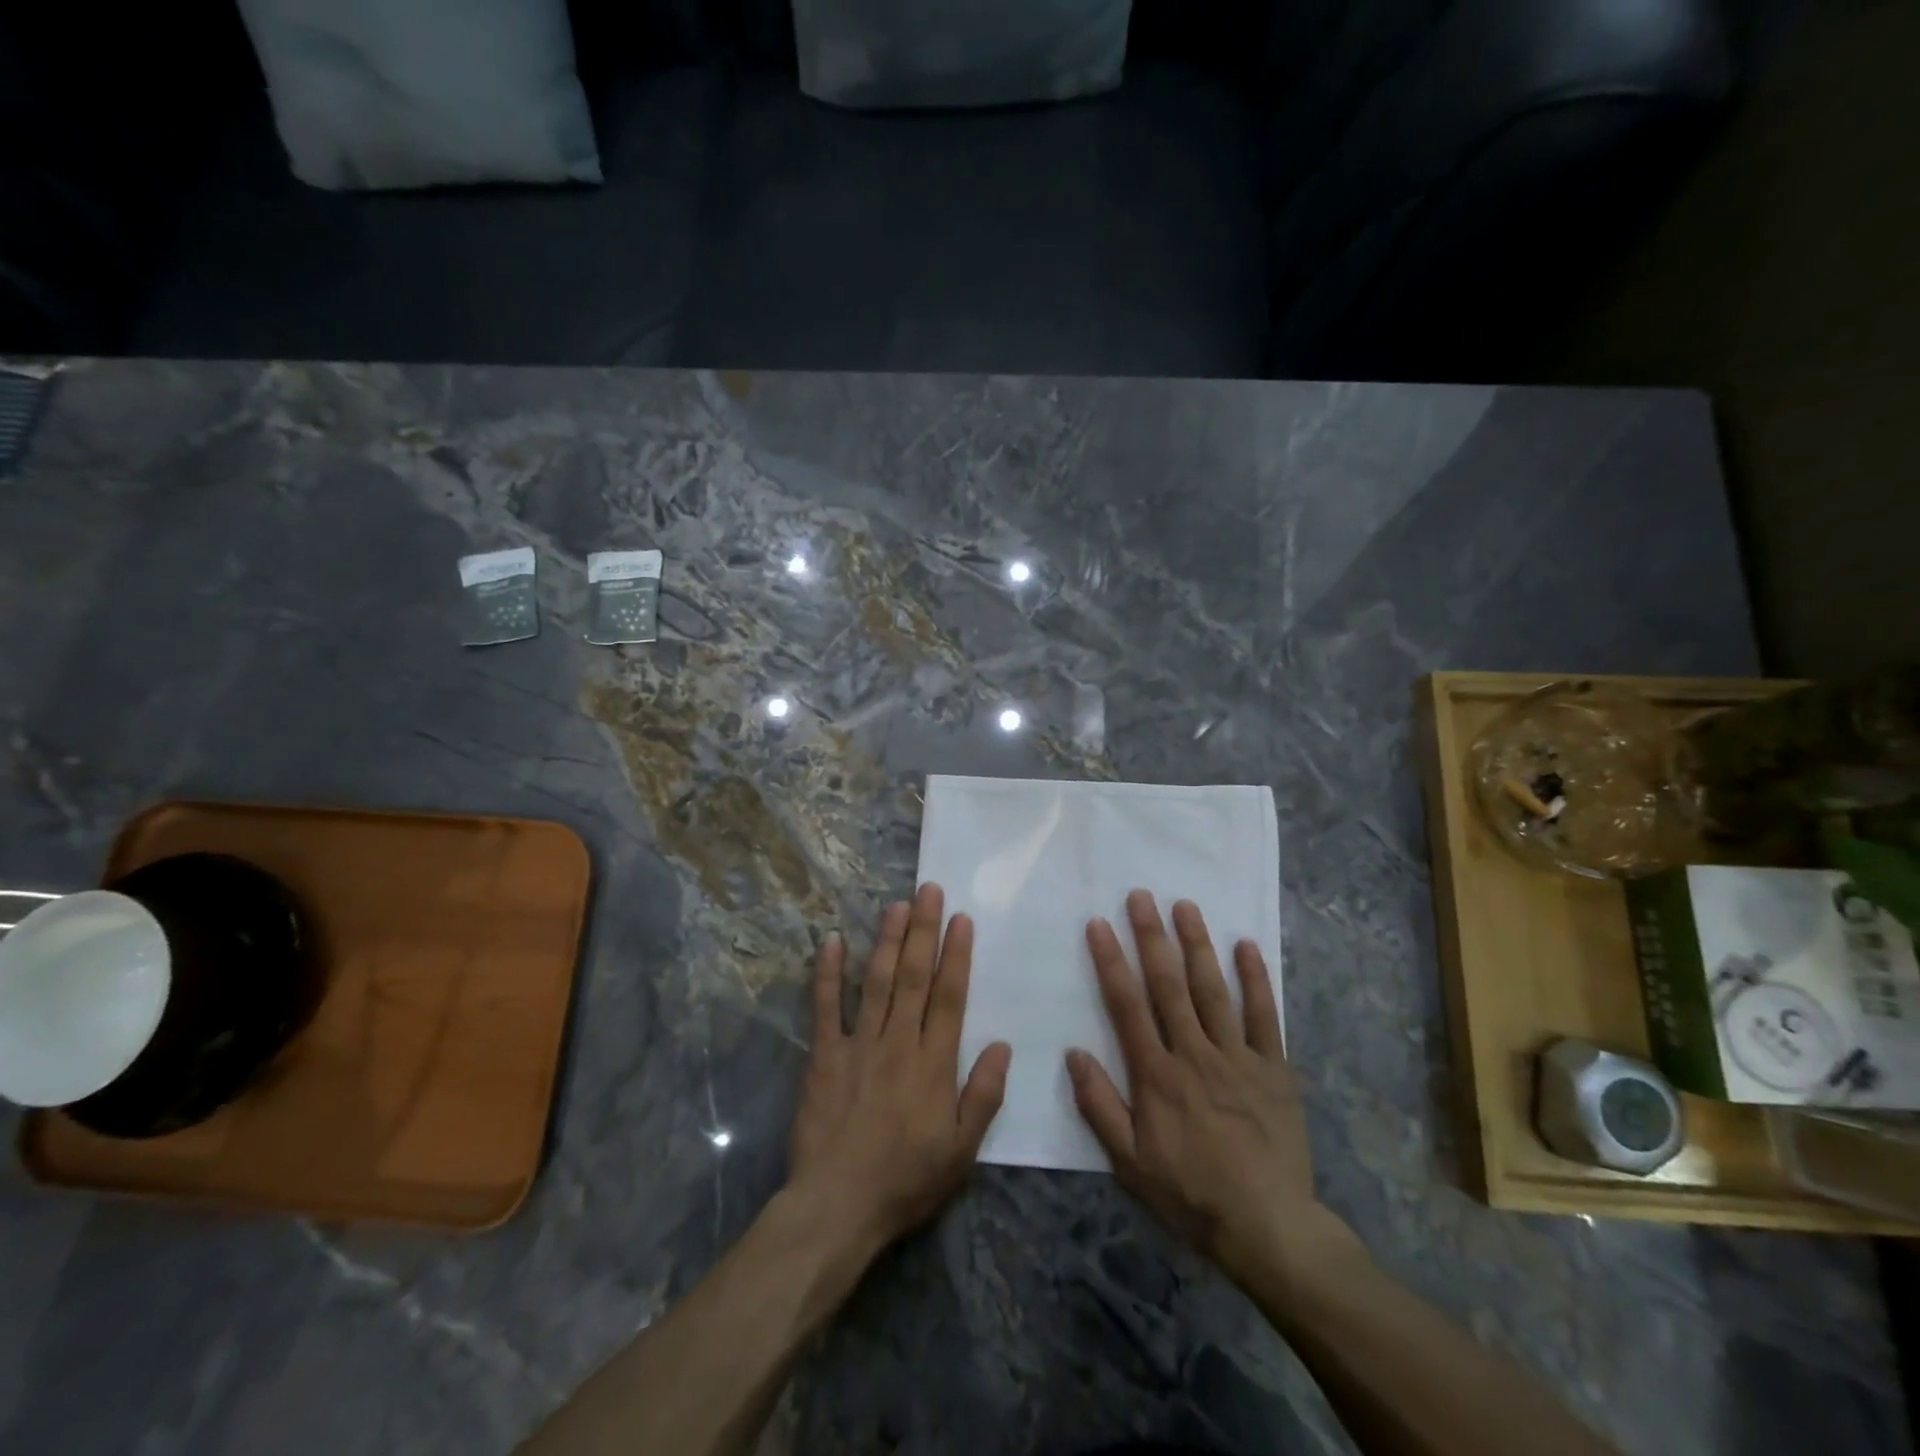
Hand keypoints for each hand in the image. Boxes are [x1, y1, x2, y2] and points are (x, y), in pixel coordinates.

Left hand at [787, 883, 1012, 1254]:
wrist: (838, 1206)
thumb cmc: (907, 1180)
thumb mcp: (962, 1150)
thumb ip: (984, 1095)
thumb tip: (1003, 1045)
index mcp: (934, 1063)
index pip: (950, 996)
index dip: (957, 954)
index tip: (962, 919)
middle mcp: (899, 1042)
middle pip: (914, 977)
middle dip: (924, 931)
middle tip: (929, 891)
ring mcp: (859, 1045)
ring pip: (877, 982)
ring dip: (887, 940)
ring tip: (897, 905)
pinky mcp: (824, 1055)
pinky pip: (826, 1008)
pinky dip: (828, 974)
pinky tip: (832, 941)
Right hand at [1066, 891, 1353, 1288]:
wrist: (1269, 1228)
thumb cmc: (1191, 1194)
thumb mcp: (1130, 1163)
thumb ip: (1100, 1106)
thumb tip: (1073, 1053)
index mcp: (1157, 1074)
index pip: (1127, 1005)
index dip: (1111, 961)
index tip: (1099, 924)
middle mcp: (1194, 1053)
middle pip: (1169, 985)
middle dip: (1152, 936)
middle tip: (1140, 895)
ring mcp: (1237, 1057)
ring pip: (1213, 990)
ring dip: (1197, 945)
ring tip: (1185, 906)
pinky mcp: (1274, 1068)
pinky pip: (1264, 1016)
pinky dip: (1256, 979)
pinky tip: (1247, 946)